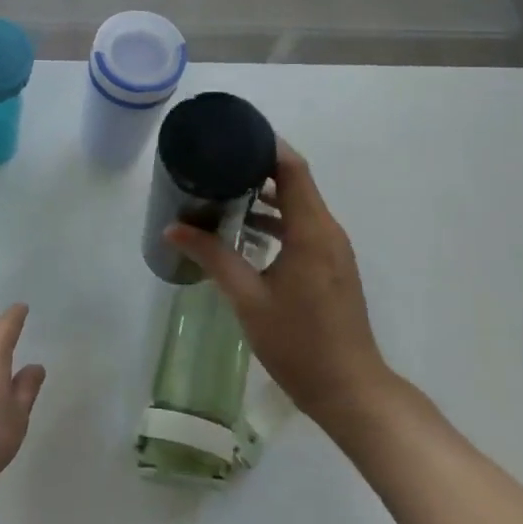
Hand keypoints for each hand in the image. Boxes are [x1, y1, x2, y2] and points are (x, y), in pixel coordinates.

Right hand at [166, 143, 392, 426]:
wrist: (349, 390)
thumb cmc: (298, 341)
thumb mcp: (247, 298)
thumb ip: (212, 257)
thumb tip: (172, 228)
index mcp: (311, 231)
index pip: (292, 169)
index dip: (266, 145)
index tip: (233, 133)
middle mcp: (327, 231)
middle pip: (295, 183)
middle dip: (257, 169)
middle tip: (215, 163)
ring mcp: (332, 250)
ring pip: (299, 207)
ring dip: (265, 197)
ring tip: (222, 193)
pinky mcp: (330, 267)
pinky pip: (303, 228)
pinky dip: (276, 221)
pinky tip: (245, 233)